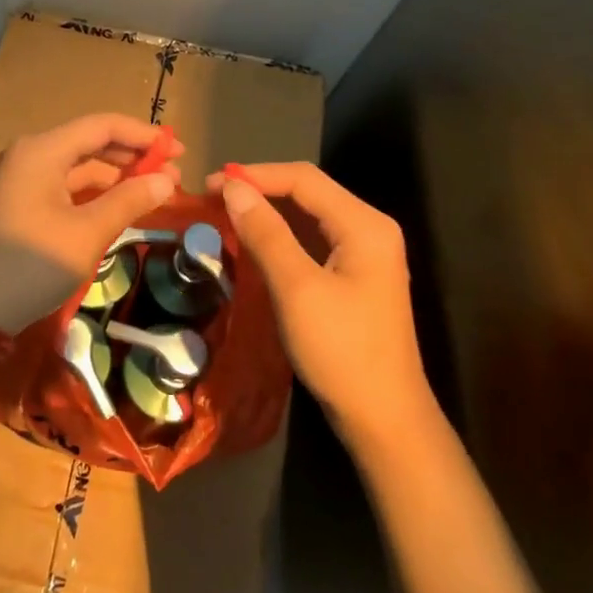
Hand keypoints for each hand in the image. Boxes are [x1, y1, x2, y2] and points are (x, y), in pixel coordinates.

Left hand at [0, 113, 182, 332]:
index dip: (143, 135)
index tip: (178, 150)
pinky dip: (96, 192)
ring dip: (117, 175)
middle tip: (173, 172)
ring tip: (156, 190)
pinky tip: (123, 203)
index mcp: (42, 150)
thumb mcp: (88, 233)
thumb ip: (129, 201)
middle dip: (133, 156)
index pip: (102, 126)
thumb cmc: (33, 264)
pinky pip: (67, 184)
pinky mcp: (23, 200)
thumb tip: (167, 181)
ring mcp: (24, 177)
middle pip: (91, 142)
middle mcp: (31, 154)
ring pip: (80, 165)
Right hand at [210, 162, 430, 441]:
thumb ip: (266, 233)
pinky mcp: (354, 276)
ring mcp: (364, 254)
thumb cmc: (341, 351)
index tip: (209, 183)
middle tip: (211, 197)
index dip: (255, 175)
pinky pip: (313, 240)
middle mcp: (369, 229)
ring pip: (309, 216)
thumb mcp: (297, 289)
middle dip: (260, 189)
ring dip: (268, 211)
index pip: (304, 179)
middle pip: (308, 192)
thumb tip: (232, 188)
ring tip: (224, 213)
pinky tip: (253, 241)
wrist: (383, 418)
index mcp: (364, 224)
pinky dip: (281, 235)